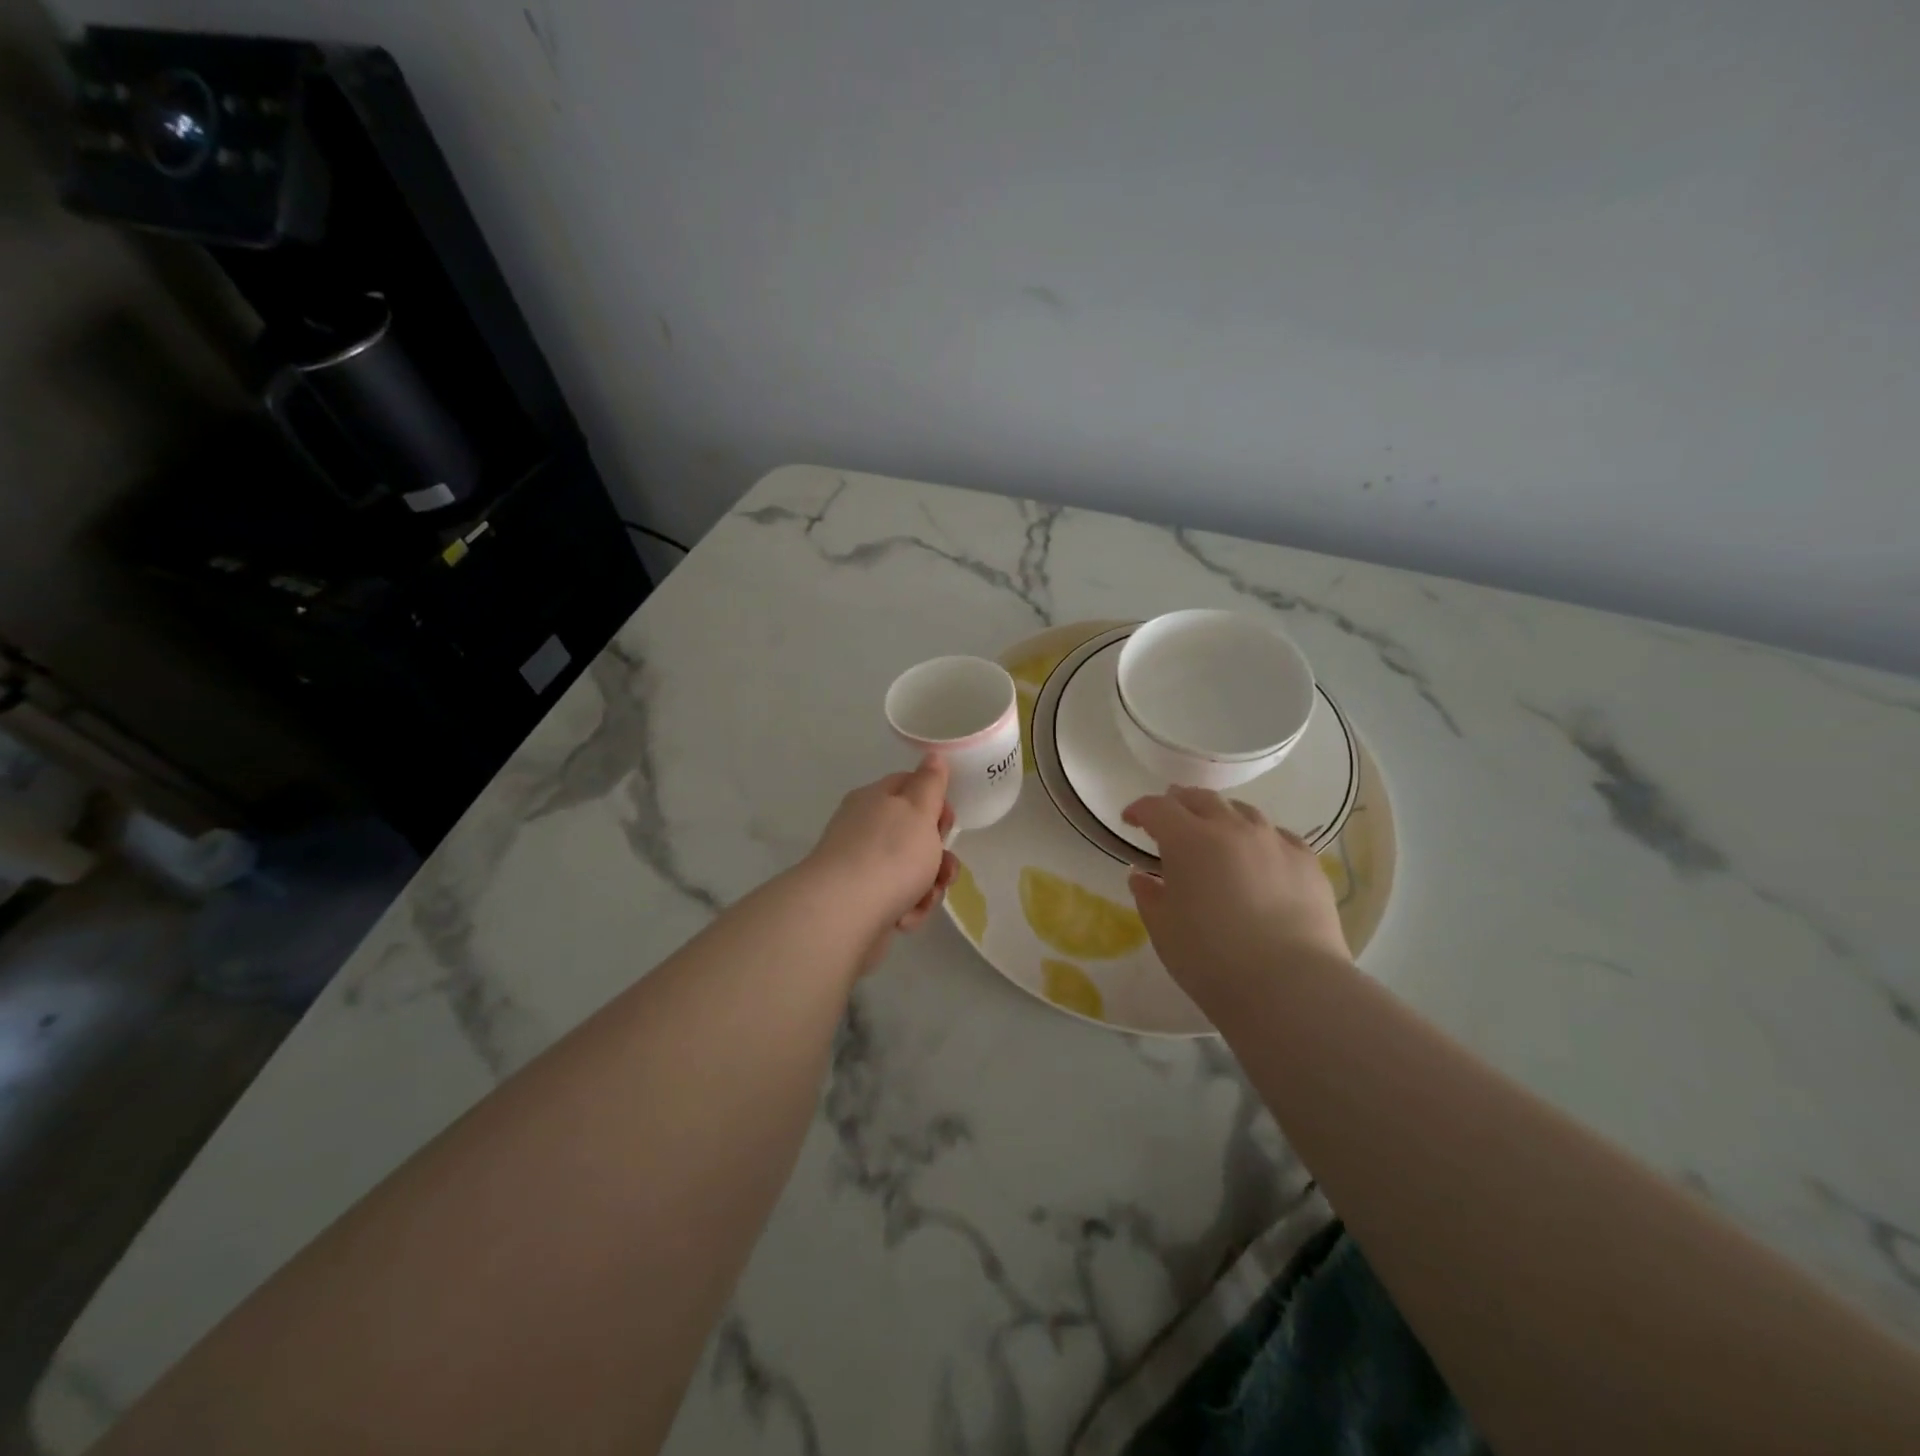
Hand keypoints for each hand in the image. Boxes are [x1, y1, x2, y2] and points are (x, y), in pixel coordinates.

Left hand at [804, 756, 956, 971]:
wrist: (844, 915)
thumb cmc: (890, 854)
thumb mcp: (919, 809)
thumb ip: (930, 783)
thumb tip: (932, 755)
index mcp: (874, 800)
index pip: (909, 787)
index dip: (935, 803)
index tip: (947, 822)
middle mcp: (863, 829)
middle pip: (914, 835)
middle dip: (937, 855)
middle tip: (943, 869)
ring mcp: (860, 867)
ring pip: (911, 872)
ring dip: (927, 887)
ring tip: (924, 899)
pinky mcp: (861, 902)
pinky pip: (897, 900)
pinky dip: (907, 909)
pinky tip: (903, 918)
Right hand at [1122, 788, 1350, 999]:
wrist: (1290, 986)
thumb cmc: (1211, 959)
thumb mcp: (1164, 929)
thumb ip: (1149, 896)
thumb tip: (1143, 876)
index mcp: (1188, 840)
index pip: (1158, 808)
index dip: (1140, 810)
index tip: (1131, 820)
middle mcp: (1232, 828)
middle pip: (1201, 799)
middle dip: (1180, 803)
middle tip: (1170, 817)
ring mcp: (1274, 841)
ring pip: (1242, 810)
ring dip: (1221, 815)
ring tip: (1215, 831)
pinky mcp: (1307, 861)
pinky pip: (1278, 835)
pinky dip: (1259, 838)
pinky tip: (1259, 857)